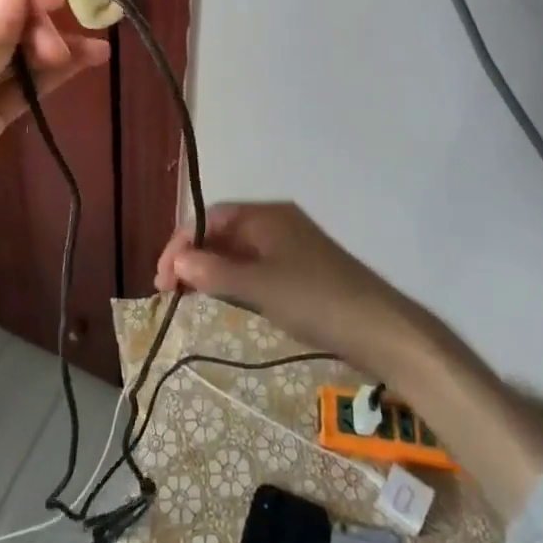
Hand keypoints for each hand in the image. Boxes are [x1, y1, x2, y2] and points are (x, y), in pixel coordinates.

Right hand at [159, 204, 542, 515]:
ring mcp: (291, 247)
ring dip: (211, 271)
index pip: (210, 218)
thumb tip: (175, 262)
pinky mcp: (301, 271)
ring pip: (238, 252)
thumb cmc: (315, 299)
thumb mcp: (259, 286)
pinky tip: (225, 301)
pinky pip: (256, 268)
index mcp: (267, 214)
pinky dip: (234, 281)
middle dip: (193, 258)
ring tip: (188, 298)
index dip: (181, 244)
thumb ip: (213, 273)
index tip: (162, 279)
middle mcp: (277, 222)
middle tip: (169, 293)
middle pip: (222, 233)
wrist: (380, 328)